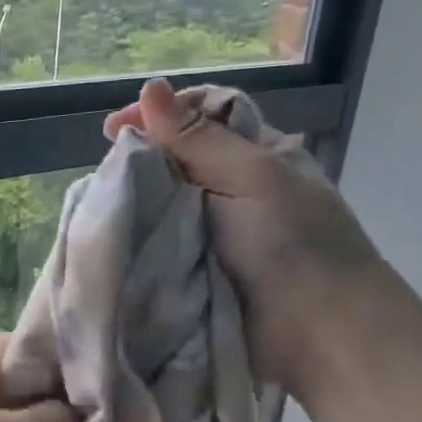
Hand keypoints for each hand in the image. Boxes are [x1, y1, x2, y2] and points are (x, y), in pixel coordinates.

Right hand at [104, 77, 388, 393]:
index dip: (162, 114)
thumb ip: (197, 138)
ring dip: (137, 202)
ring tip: (104, 205)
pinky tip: (115, 237)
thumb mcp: (251, 176)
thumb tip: (151, 88)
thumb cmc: (293, 243)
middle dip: (142, 159)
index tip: (115, 129)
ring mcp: (214, 231)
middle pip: (177, 158)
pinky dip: (139, 239)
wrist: (317, 333)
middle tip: (107, 171)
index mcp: (257, 155)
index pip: (203, 115)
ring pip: (164, 202)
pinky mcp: (196, 270)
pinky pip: (160, 243)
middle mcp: (234, 187)